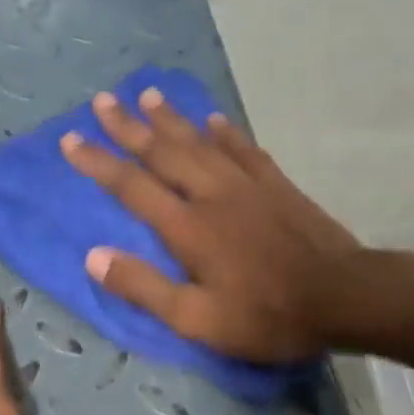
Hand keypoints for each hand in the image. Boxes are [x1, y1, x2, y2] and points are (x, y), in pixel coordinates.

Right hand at [60, 88, 360, 362]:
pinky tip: (214, 120)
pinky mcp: (277, 185)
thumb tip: (93, 257)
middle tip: (102, 100)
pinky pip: (244, 149)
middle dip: (128, 127)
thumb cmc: (266, 316)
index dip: (98, 162)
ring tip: (147, 95)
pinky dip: (224, 132)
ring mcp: (248, 185)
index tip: (69, 140)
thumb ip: (144, 288)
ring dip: (171, 119)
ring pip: (200, 142)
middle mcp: (212, 194)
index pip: (131, 186)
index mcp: (187, 227)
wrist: (343, 296)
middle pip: (163, 152)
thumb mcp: (197, 319)